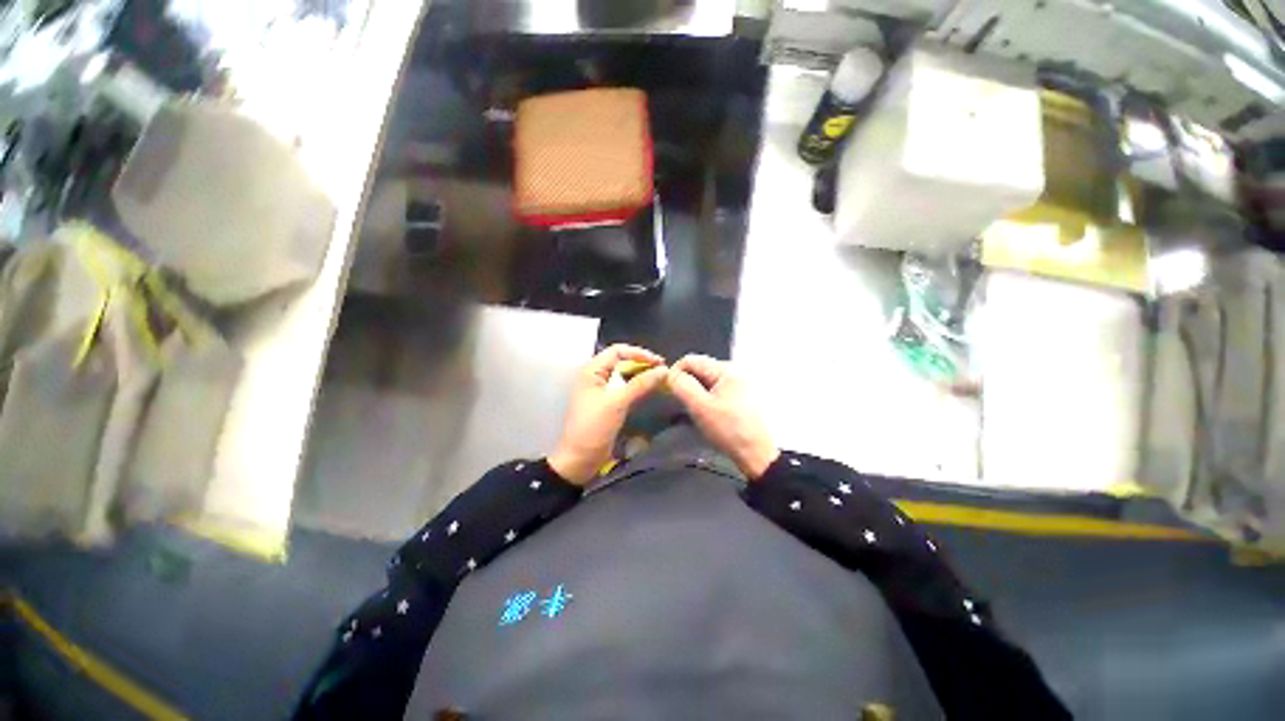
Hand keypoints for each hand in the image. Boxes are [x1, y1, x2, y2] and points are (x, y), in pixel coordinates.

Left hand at [549, 344, 668, 484]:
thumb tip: (664, 370)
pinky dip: (639, 388)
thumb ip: (640, 384)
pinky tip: (651, 391)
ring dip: (642, 376)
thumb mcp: (617, 402)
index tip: (659, 362)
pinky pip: (626, 389)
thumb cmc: (593, 427)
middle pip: (622, 361)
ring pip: (626, 376)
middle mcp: (597, 377)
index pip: (617, 351)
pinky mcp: (609, 404)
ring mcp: (603, 391)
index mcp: (592, 371)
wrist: (579, 460)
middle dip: (643, 364)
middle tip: (663, 371)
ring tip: (661, 380)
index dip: (639, 353)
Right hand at [666, 355, 778, 479]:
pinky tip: (712, 414)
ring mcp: (744, 382)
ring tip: (698, 412)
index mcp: (727, 369)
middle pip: (702, 368)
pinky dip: (712, 397)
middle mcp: (738, 369)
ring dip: (699, 392)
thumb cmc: (729, 430)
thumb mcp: (700, 407)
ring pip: (711, 380)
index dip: (675, 373)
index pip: (691, 360)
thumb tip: (671, 374)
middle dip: (688, 384)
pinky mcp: (747, 395)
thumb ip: (682, 386)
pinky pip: (721, 389)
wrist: (761, 455)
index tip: (670, 392)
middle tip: (684, 405)